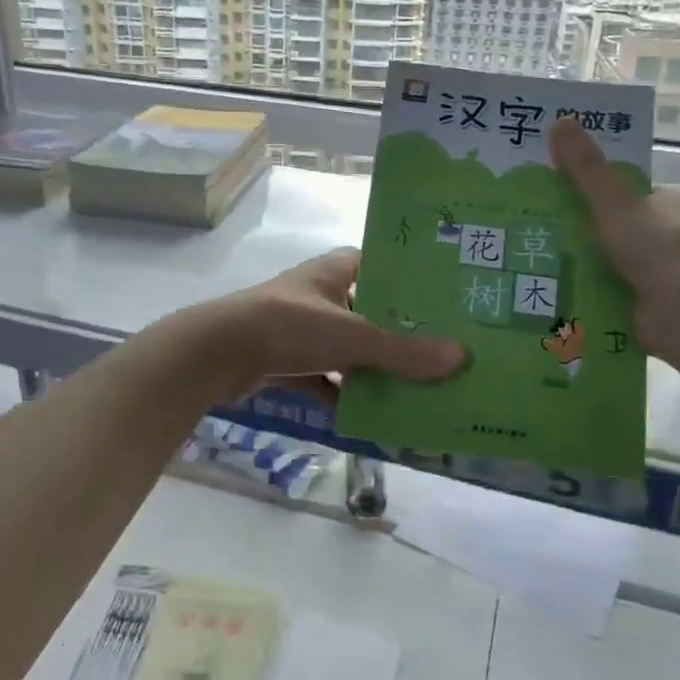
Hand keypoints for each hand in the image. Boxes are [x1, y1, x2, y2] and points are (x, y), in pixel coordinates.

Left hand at [192, 249, 465, 404]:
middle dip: (397, 333)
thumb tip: (461, 357)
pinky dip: (342, 394)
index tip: (444, 299)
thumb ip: (403, 351)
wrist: (217, 354)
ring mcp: (299, 329)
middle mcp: (318, 294)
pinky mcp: (283, 361)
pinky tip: (370, 415)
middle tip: (440, 351)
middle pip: (368, 311)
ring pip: (346, 348)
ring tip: (415, 387)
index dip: (408, 279)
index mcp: (334, 271)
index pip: (379, 264)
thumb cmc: (289, 326)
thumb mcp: (353, 336)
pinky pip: (323, 378)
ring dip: (371, 368)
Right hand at [549, 116, 679, 352]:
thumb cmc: (657, 247)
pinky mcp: (668, 303)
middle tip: (558, 231)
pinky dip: (603, 290)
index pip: (647, 191)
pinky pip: (628, 289)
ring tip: (554, 260)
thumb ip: (586, 168)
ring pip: (631, 260)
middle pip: (637, 226)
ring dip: (600, 263)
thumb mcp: (614, 201)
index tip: (580, 202)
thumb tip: (559, 122)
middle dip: (604, 232)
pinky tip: (572, 290)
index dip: (615, 195)